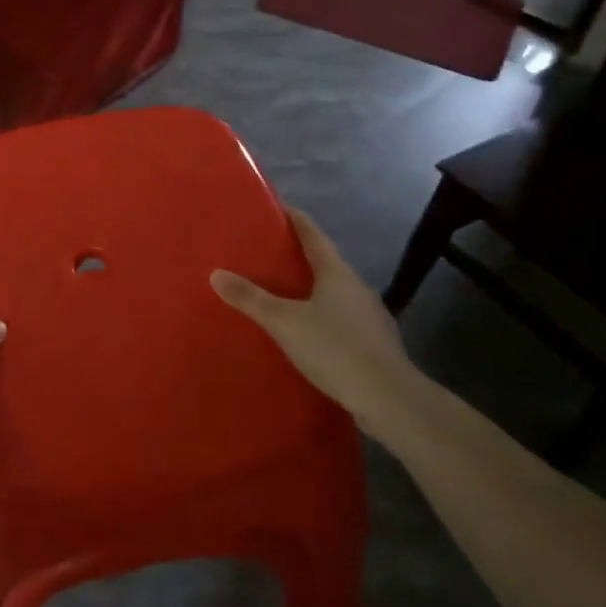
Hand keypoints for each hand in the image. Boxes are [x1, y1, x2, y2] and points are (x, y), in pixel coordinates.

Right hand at [210, 206, 417, 434]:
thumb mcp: (284, 322)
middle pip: (324, 262)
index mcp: (336, 272)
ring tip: (280, 294)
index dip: (293, 217)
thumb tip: (215, 273)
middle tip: (265, 254)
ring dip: (310, 290)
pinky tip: (306, 332)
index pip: (312, 233)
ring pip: (334, 293)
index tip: (274, 206)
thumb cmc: (335, 348)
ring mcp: (369, 316)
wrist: (390, 400)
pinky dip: (321, 318)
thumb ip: (250, 298)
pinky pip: (341, 320)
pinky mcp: (374, 344)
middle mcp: (356, 286)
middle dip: (296, 256)